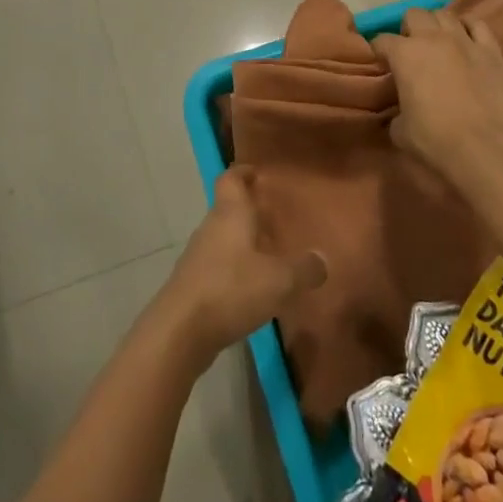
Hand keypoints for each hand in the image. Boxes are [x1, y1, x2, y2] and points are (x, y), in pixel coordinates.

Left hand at [158, 166, 326, 367]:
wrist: (181, 330)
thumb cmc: (232, 289)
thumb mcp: (280, 280)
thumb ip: (304, 268)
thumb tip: (321, 258)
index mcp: (230, 213)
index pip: (231, 178)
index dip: (243, 172)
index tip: (259, 173)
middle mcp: (212, 226)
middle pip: (229, 208)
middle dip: (251, 211)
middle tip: (278, 219)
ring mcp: (199, 255)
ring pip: (224, 237)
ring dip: (244, 242)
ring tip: (271, 255)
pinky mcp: (194, 282)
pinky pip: (219, 264)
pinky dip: (236, 268)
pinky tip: (254, 288)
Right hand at [372, 7, 502, 198]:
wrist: (483, 149)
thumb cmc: (434, 139)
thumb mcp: (399, 129)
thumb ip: (396, 111)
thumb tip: (401, 110)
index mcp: (404, 54)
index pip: (382, 40)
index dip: (379, 51)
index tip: (382, 64)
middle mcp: (432, 38)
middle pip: (414, 15)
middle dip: (409, 29)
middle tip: (411, 50)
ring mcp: (464, 41)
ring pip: (445, 14)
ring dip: (437, 26)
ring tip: (438, 43)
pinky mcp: (492, 51)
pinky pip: (478, 25)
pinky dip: (469, 28)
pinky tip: (466, 41)